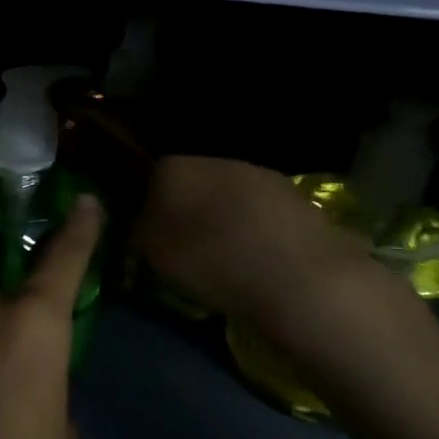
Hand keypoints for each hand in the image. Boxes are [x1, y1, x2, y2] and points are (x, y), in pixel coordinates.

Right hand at [132, 156, 390, 345]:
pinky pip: (264, 215)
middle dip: (188, 209)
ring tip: (226, 258)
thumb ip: (137, 231)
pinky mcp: (299, 199)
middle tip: (186, 247)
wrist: (301, 279)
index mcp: (175, 166)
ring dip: (225, 220)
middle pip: (193, 182)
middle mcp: (217, 159)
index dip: (147, 204)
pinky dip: (258, 232)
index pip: (150, 175)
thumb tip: (138, 223)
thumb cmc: (212, 262)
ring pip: (230, 196)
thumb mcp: (151, 254)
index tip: (149, 234)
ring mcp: (263, 176)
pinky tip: (260, 261)